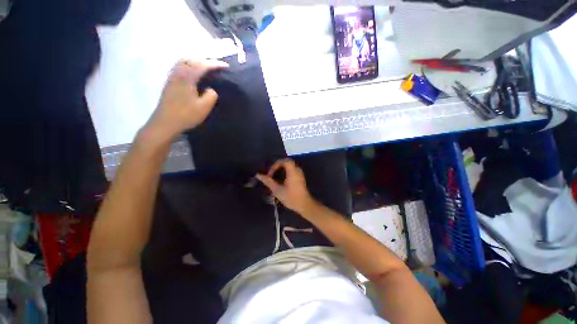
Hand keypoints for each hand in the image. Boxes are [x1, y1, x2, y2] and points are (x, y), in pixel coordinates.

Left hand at [143, 60, 227, 141]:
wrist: (165, 123)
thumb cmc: (186, 115)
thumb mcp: (204, 107)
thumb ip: (211, 96)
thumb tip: (210, 90)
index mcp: (187, 77)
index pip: (203, 65)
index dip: (216, 64)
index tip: (226, 66)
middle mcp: (177, 73)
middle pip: (191, 59)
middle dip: (205, 60)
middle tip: (215, 67)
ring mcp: (171, 78)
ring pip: (183, 62)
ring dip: (195, 62)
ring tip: (205, 69)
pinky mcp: (169, 83)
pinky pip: (179, 68)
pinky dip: (188, 67)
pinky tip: (193, 75)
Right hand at [256, 159, 315, 214]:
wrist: (304, 205)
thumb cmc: (291, 197)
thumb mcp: (277, 190)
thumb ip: (268, 181)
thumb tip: (258, 175)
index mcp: (292, 171)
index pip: (284, 161)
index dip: (275, 165)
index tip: (270, 174)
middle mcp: (297, 170)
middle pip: (286, 162)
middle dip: (277, 167)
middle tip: (271, 174)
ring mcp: (299, 174)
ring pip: (289, 167)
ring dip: (280, 170)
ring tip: (274, 178)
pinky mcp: (300, 178)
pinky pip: (291, 171)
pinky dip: (285, 173)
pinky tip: (280, 181)